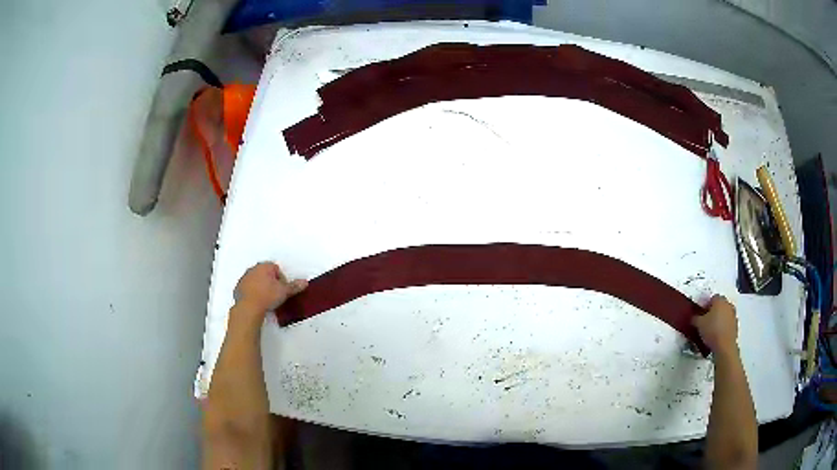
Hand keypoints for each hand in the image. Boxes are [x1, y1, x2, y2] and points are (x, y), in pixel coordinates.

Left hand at [234, 262, 306, 318]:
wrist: (249, 308)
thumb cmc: (267, 296)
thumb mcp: (284, 292)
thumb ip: (294, 286)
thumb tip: (304, 282)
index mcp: (264, 266)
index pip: (276, 269)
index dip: (281, 279)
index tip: (282, 289)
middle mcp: (253, 269)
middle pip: (265, 273)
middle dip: (270, 282)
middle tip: (275, 294)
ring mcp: (244, 278)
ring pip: (255, 280)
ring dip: (261, 287)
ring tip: (266, 300)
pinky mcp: (238, 288)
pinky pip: (247, 288)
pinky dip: (252, 293)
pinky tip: (257, 302)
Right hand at [693, 295, 738, 354]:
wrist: (725, 346)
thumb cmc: (712, 331)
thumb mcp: (698, 324)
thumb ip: (695, 318)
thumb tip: (693, 317)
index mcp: (719, 300)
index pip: (712, 298)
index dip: (706, 305)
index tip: (701, 314)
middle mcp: (728, 304)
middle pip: (720, 305)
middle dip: (714, 311)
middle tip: (706, 321)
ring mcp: (733, 314)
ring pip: (725, 313)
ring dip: (720, 318)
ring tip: (712, 329)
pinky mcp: (736, 325)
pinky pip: (728, 322)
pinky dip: (724, 326)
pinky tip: (718, 335)